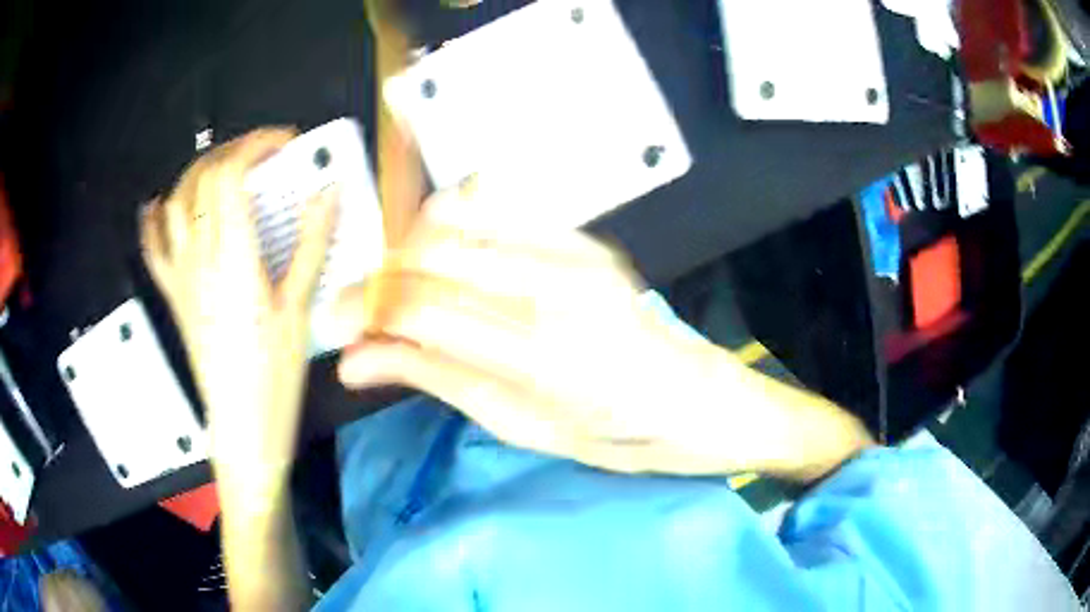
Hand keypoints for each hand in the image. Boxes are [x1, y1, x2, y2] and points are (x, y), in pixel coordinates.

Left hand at [140, 128, 336, 498]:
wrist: (241, 427)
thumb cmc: (274, 374)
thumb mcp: (298, 309)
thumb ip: (311, 245)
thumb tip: (328, 193)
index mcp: (233, 256)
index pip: (231, 175)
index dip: (257, 145)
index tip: (285, 143)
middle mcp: (199, 256)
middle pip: (202, 178)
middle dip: (234, 150)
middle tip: (263, 154)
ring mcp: (180, 274)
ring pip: (175, 201)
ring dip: (199, 173)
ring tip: (225, 172)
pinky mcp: (173, 294)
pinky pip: (152, 248)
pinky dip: (152, 219)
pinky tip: (157, 204)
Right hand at [336, 181, 807, 475]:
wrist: (698, 400)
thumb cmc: (618, 438)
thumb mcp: (521, 426)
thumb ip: (437, 379)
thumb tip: (358, 361)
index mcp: (543, 355)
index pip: (422, 306)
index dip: (365, 310)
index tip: (336, 325)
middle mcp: (558, 286)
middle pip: (430, 251)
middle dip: (377, 277)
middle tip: (362, 310)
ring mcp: (575, 252)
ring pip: (455, 216)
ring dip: (411, 250)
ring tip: (405, 290)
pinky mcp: (585, 238)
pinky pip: (496, 208)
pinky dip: (453, 229)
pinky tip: (451, 265)